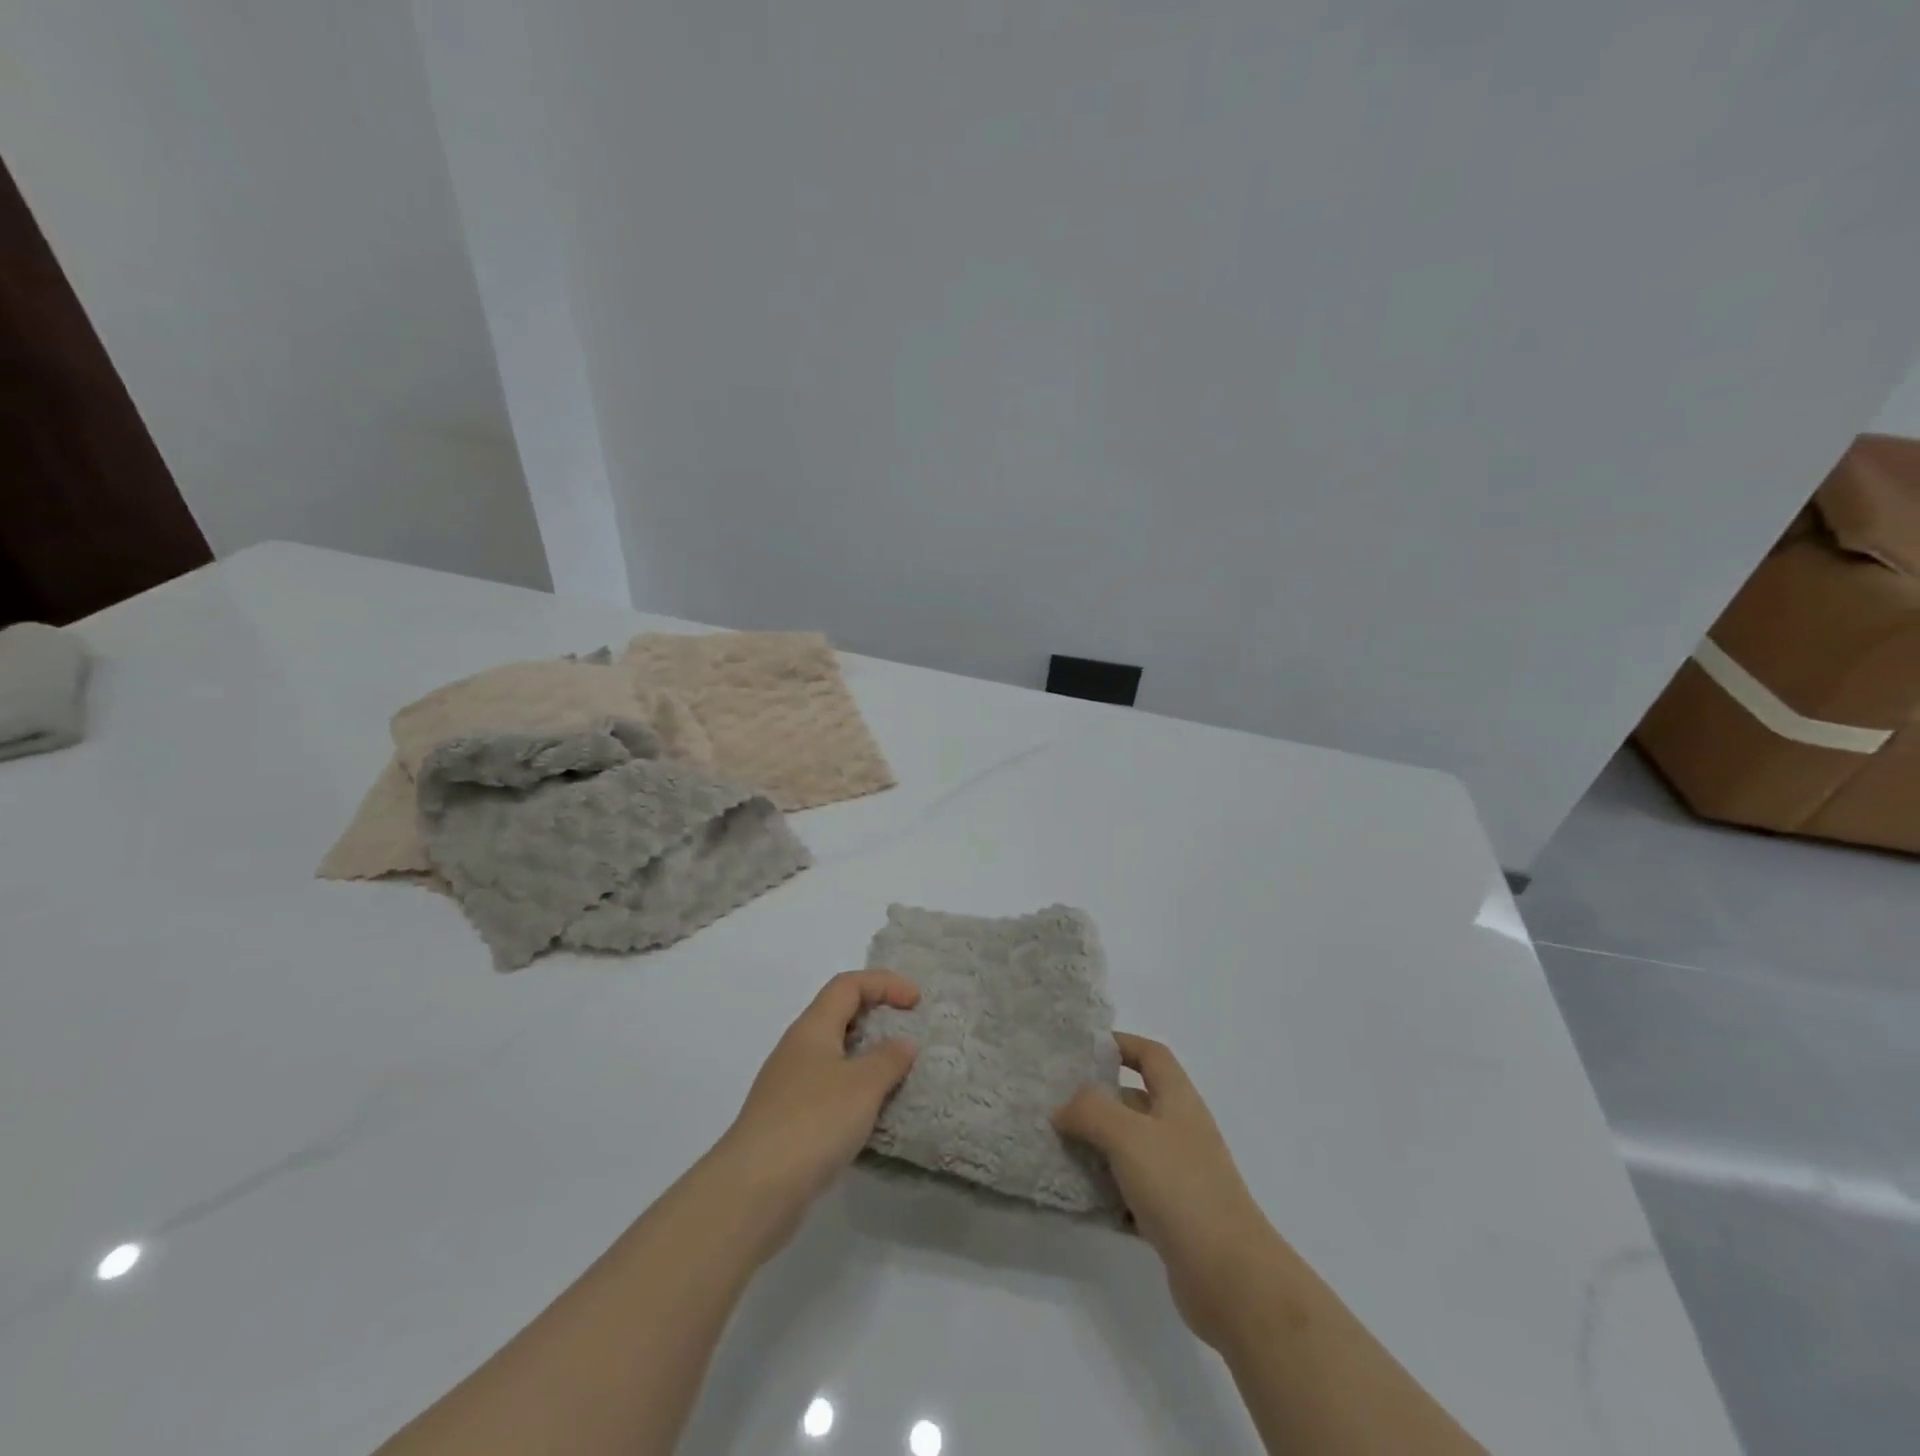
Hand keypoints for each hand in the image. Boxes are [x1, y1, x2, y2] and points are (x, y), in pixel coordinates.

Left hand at [706, 970, 919, 1257]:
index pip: (848, 985)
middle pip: (839, 1015)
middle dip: (876, 1016)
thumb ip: (888, 1059)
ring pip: (834, 1055)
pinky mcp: (788, 1122)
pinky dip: (855, 1091)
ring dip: (866, 1058)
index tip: (916, 1003)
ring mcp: (789, 1086)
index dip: (885, 983)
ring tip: (897, 1076)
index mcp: (812, 1028)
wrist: (753, 1190)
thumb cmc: (812, 1122)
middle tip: (909, 1034)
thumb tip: (902, 1044)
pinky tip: (871, 1116)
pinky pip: (829, 1090)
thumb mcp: (862, 1085)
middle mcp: (797, 1049)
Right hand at [1054, 1033, 1283, 1350]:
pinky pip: (1130, 1192)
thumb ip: (1091, 1110)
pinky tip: (1077, 1198)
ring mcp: (1179, 1176)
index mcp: (1178, 1101)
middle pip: (1135, 1102)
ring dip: (1096, 1147)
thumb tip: (1063, 1107)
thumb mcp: (1128, 1135)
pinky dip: (1106, 1192)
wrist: (1231, 1279)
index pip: (1151, 1056)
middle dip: (1096, 1100)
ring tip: (1055, 1148)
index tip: (1083, 1049)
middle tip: (1054, 1103)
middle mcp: (1180, 1132)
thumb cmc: (1181, 1188)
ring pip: (1129, 1149)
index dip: (1121, 1044)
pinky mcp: (1172, 1218)